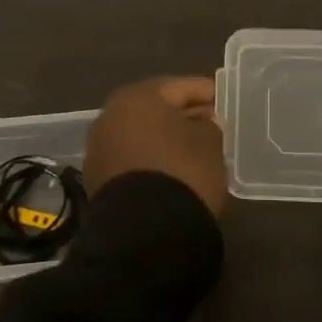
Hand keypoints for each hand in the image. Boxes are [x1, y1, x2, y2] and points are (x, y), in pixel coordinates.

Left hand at [84, 76, 228, 213]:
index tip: (223, 98)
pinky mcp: (98, 181)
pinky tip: (172, 169)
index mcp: (137, 98)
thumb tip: (202, 124)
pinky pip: (132, 159)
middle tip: (210, 121)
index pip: (179, 87)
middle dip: (182, 114)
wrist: (145, 234)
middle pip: (155, 109)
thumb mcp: (209, 142)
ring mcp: (99, 150)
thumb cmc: (182, 172)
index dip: (204, 92)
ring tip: (193, 147)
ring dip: (165, 138)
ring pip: (141, 135)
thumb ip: (208, 125)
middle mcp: (110, 117)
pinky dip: (151, 159)